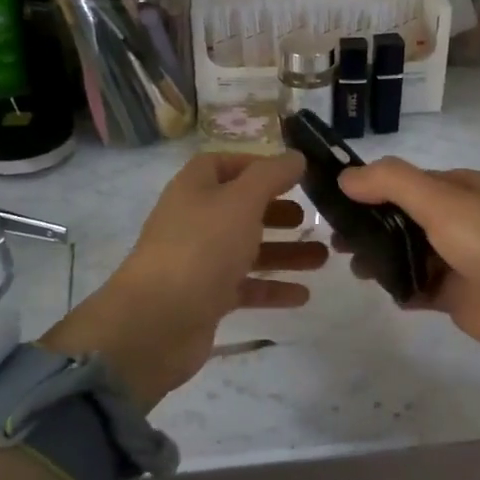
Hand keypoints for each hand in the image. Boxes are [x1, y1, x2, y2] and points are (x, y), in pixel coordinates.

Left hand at [41, 153, 325, 407]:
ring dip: (284, 252)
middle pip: (240, 209)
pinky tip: (303, 295)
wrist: (157, 321)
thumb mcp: (242, 201)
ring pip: (247, 249)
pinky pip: (245, 287)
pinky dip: (272, 288)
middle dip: (277, 212)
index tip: (292, 174)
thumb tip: (295, 157)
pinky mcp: (206, 298)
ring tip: (322, 257)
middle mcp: (194, 221)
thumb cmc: (202, 248)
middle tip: (311, 218)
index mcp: (195, 189)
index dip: (256, 166)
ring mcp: (199, 261)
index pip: (223, 164)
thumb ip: (271, 176)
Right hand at [337, 158, 479, 363]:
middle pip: (401, 219)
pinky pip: (418, 288)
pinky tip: (384, 291)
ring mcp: (457, 259)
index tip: (332, 202)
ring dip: (380, 258)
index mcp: (460, 188)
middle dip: (369, 227)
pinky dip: (400, 288)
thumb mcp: (443, 200)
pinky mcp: (456, 296)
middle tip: (337, 241)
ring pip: (406, 253)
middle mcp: (458, 220)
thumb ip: (391, 183)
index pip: (404, 182)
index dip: (370, 189)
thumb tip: (345, 177)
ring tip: (356, 268)